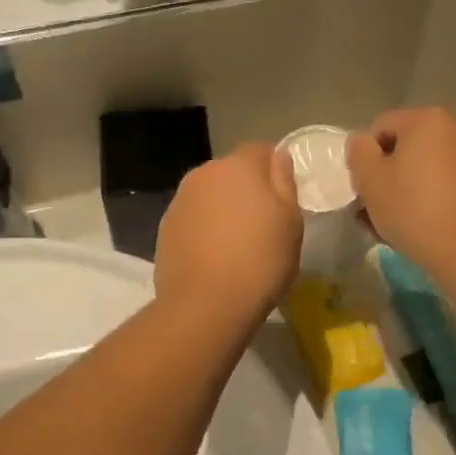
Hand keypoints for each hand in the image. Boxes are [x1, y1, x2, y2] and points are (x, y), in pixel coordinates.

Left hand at [155, 143, 302, 323]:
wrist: (205, 305)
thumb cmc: (260, 260)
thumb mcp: (290, 222)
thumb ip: (284, 182)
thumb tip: (277, 157)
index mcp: (238, 166)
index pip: (260, 149)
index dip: (274, 169)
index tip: (283, 196)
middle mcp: (204, 174)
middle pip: (231, 172)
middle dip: (246, 188)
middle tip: (263, 223)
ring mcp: (180, 201)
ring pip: (209, 195)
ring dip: (222, 209)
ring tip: (237, 243)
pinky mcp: (165, 228)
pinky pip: (193, 219)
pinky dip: (204, 229)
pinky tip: (214, 257)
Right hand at [345, 108, 455, 280]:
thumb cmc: (417, 212)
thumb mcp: (371, 183)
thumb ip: (359, 153)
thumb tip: (363, 141)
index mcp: (427, 119)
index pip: (381, 127)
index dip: (367, 159)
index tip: (367, 191)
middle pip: (410, 147)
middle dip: (393, 175)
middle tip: (382, 211)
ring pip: (433, 167)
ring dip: (415, 188)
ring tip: (407, 224)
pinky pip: (455, 183)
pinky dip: (441, 198)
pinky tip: (434, 227)